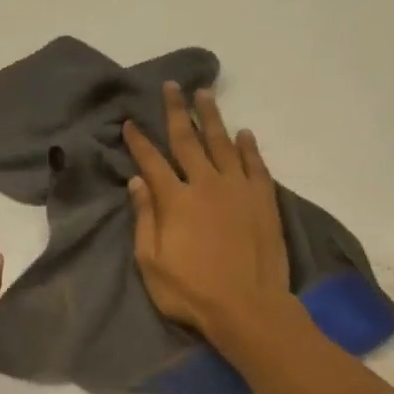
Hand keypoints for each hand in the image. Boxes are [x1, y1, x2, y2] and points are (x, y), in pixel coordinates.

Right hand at [122, 84, 295, 349]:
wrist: (248, 307)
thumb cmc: (191, 292)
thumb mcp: (152, 263)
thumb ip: (145, 219)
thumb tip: (136, 182)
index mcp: (175, 200)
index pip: (152, 162)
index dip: (139, 141)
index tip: (129, 122)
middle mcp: (207, 185)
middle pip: (189, 140)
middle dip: (177, 112)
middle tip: (172, 86)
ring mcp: (239, 190)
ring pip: (223, 144)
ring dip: (212, 118)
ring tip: (205, 94)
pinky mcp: (264, 200)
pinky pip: (256, 165)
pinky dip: (249, 147)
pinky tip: (244, 133)